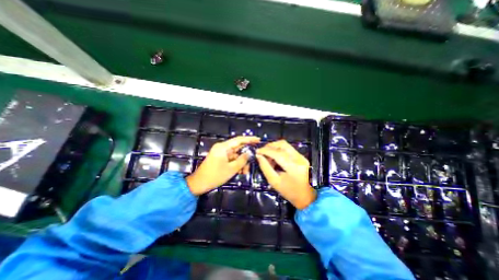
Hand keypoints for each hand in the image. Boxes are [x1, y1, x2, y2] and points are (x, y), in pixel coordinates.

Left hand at [185, 136, 258, 195]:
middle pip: (238, 148)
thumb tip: (250, 153)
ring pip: (235, 155)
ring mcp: (221, 153)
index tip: (258, 139)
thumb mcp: (231, 169)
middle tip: (254, 159)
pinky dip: (236, 164)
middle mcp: (222, 148)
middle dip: (246, 155)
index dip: (249, 139)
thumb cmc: (215, 176)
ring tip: (245, 171)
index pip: (239, 140)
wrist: (199, 183)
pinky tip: (240, 171)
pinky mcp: (220, 158)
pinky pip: (231, 159)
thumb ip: (242, 160)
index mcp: (223, 147)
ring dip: (241, 162)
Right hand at [257, 140, 314, 209]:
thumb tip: (259, 156)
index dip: (265, 150)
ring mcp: (302, 156)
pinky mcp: (302, 157)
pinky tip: (275, 157)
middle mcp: (299, 158)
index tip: (257, 151)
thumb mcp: (274, 182)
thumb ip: (265, 167)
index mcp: (293, 167)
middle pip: (282, 144)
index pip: (277, 153)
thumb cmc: (290, 192)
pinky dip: (280, 150)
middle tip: (262, 151)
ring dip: (275, 147)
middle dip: (270, 146)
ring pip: (285, 145)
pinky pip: (288, 149)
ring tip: (268, 155)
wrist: (307, 197)